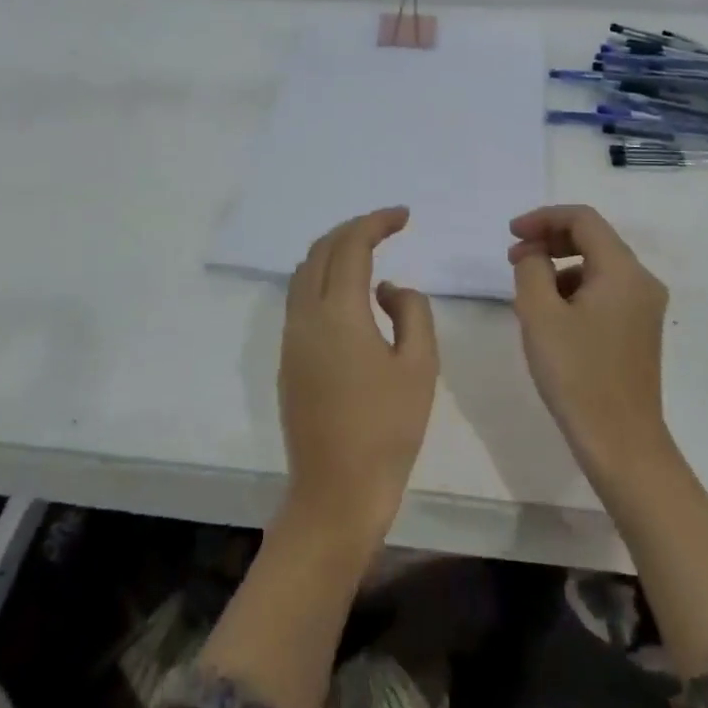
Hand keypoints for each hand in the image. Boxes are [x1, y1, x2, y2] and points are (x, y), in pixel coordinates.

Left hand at [281, 207, 438, 545]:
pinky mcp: (287, 358)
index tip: (404, 216)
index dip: (376, 222)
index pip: (351, 246)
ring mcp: (290, 337)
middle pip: (321, 250)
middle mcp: (305, 316)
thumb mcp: (420, 365)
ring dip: (334, 251)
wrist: (336, 492)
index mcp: (338, 312)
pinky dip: (323, 278)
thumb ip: (411, 311)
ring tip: (368, 252)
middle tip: (387, 227)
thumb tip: (387, 289)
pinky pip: (300, 297)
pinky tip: (350, 294)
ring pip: (304, 272)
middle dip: (353, 229)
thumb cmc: (388, 429)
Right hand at [508, 205, 670, 477]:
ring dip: (560, 266)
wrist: (621, 443)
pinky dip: (574, 290)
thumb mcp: (539, 314)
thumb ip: (531, 269)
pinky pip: (604, 291)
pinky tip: (551, 317)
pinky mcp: (639, 331)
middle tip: (513, 258)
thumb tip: (534, 255)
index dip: (543, 218)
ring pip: (597, 266)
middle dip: (550, 240)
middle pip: (593, 239)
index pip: (582, 219)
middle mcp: (641, 281)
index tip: (510, 234)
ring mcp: (644, 308)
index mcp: (623, 270)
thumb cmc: (576, 374)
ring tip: (528, 292)